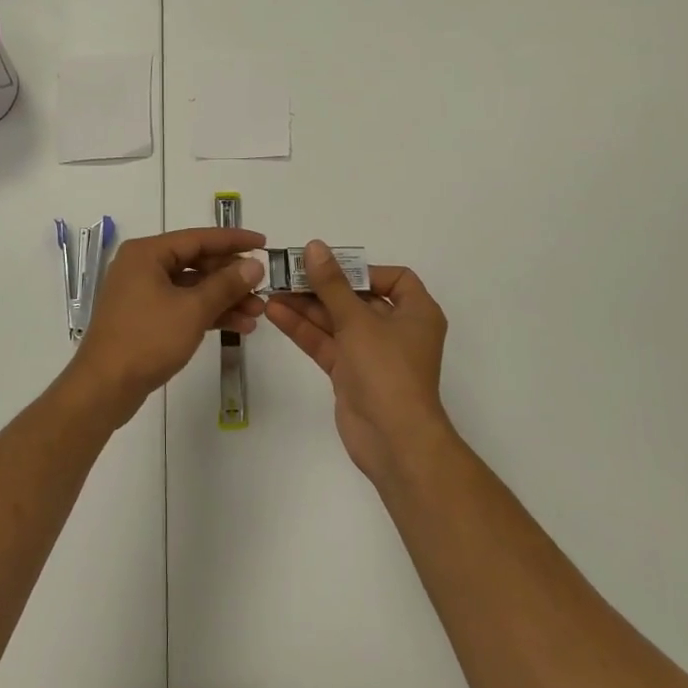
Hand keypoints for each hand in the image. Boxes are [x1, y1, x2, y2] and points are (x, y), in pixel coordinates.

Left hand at [70, 227, 266, 418]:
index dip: (233, 240)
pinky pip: (182, 306)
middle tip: (262, 287)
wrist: (104, 388)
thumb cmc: (147, 340)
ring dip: (224, 298)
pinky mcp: (145, 318)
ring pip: (192, 287)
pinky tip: (238, 326)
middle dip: (231, 277)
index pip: (198, 238)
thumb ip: (226, 284)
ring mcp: (142, 293)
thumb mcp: (193, 310)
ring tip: (258, 313)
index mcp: (147, 253)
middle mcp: (142, 266)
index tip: (264, 244)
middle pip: (196, 262)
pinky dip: (207, 313)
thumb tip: (255, 265)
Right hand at [265, 241, 453, 483]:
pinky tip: (275, 313)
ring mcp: (372, 354)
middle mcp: (396, 330)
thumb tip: (314, 247)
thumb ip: (331, 284)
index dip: (363, 270)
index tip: (331, 268)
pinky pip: (326, 343)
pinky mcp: (350, 374)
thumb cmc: (387, 370)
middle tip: (287, 273)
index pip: (394, 279)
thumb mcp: (358, 320)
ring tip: (271, 290)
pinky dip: (304, 330)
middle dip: (322, 287)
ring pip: (336, 321)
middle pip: (357, 298)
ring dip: (306, 307)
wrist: (394, 441)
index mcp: (416, 312)